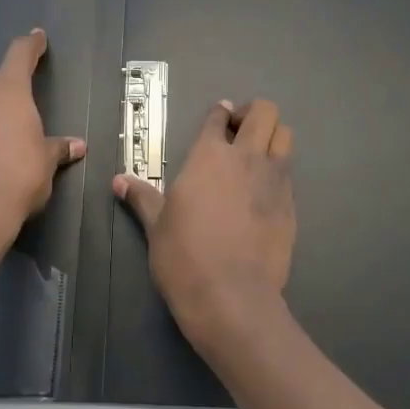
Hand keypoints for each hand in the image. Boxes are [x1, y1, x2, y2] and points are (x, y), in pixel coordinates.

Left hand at [0, 29, 85, 256]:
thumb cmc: (19, 175)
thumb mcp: (46, 162)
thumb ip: (58, 148)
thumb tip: (76, 146)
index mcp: (8, 90)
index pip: (20, 55)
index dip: (31, 45)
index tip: (37, 37)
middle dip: (11, 93)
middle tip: (26, 112)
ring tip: (7, 141)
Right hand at [113, 99, 295, 351]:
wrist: (231, 296)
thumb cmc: (184, 257)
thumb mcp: (157, 226)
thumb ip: (142, 197)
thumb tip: (118, 181)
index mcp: (209, 156)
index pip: (218, 117)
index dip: (219, 114)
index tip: (218, 118)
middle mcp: (246, 158)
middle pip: (264, 113)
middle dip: (253, 114)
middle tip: (238, 132)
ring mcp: (274, 180)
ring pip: (284, 136)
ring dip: (272, 137)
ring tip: (256, 156)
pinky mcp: (291, 205)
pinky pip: (289, 173)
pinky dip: (278, 171)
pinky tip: (263, 192)